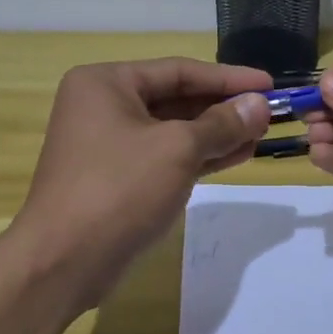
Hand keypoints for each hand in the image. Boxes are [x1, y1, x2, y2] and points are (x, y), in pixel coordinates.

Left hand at [11, 58, 271, 310]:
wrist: (63, 263)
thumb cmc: (118, 190)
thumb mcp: (177, 149)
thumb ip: (222, 124)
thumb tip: (260, 104)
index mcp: (106, 83)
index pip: (179, 70)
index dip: (228, 77)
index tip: (269, 84)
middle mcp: (104, 106)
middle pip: (176, 98)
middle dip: (224, 107)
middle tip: (269, 112)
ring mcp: (110, 144)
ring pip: (174, 130)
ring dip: (217, 132)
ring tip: (261, 134)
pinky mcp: (119, 178)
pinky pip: (167, 156)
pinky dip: (200, 155)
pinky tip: (238, 155)